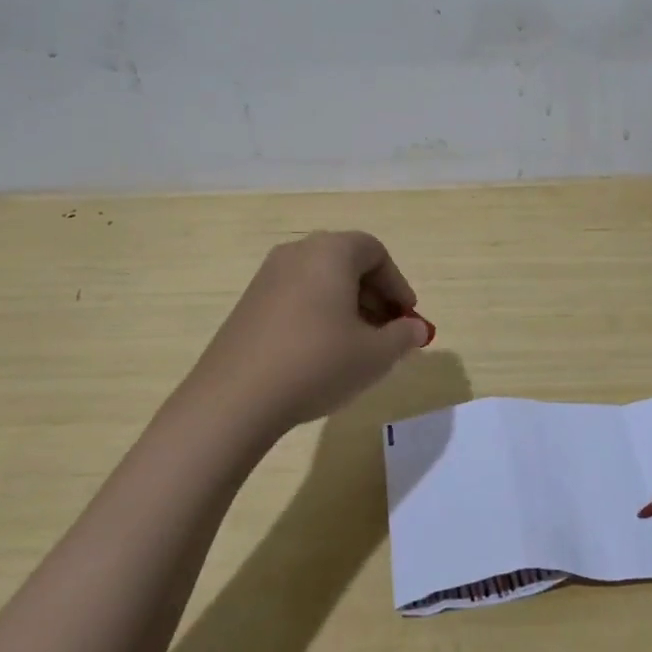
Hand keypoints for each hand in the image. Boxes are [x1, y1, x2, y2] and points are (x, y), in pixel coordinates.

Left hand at [178, 231, 433, 441]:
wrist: (235, 400)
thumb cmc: (317, 363)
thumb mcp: (375, 354)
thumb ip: (403, 336)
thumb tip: (416, 330)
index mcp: (330, 252)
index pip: (375, 252)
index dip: (397, 284)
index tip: (407, 317)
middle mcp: (297, 254)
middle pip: (347, 263)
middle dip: (375, 296)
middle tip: (388, 332)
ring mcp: (267, 278)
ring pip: (321, 281)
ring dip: (348, 307)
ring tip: (358, 347)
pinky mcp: (248, 305)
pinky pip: (297, 297)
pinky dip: (319, 315)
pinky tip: (323, 354)